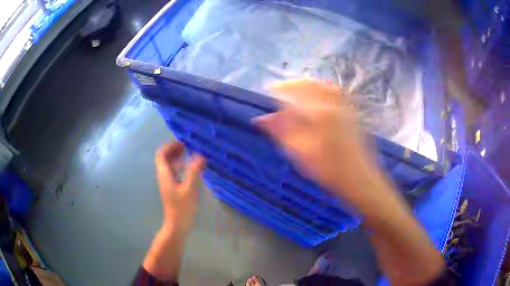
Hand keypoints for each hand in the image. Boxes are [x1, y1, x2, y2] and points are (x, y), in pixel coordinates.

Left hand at [155, 142, 205, 233]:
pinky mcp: (171, 188)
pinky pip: (173, 172)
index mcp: (164, 174)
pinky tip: (190, 168)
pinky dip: (179, 166)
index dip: (170, 146)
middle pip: (164, 158)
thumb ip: (194, 171)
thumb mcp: (189, 189)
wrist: (177, 224)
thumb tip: (201, 156)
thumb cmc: (182, 207)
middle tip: (187, 146)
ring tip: (189, 154)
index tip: (182, 143)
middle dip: (174, 150)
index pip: (161, 154)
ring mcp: (167, 182)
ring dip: (177, 158)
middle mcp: (163, 176)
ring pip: (168, 165)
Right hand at [253, 80, 382, 207]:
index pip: (296, 93)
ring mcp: (345, 107)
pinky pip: (336, 92)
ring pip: (324, 86)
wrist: (359, 178)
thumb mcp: (301, 153)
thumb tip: (261, 119)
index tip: (270, 88)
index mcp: (319, 113)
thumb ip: (281, 132)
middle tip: (282, 88)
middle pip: (311, 85)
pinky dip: (324, 89)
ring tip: (298, 90)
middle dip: (294, 84)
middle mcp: (333, 105)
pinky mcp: (352, 113)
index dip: (281, 89)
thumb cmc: (328, 170)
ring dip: (308, 84)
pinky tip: (319, 96)